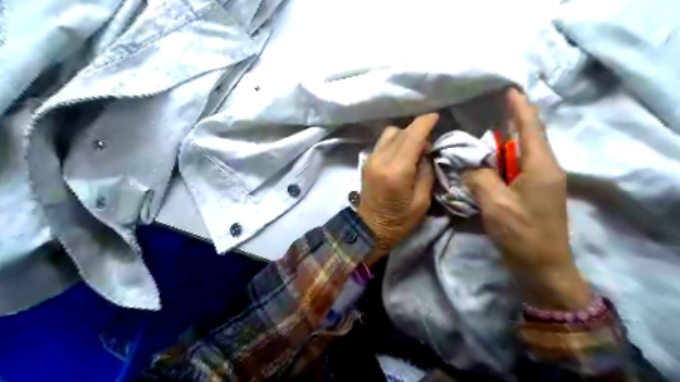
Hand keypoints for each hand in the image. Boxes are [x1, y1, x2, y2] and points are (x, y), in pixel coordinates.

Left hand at [358, 112, 438, 264]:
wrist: (370, 230)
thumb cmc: (400, 221)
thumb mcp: (422, 201)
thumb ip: (426, 171)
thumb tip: (426, 152)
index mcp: (396, 171)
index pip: (412, 137)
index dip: (425, 123)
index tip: (436, 117)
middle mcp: (381, 160)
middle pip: (401, 132)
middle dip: (417, 130)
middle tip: (429, 145)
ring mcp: (371, 160)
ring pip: (389, 134)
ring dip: (405, 135)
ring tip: (415, 149)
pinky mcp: (367, 162)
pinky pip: (382, 142)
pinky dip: (395, 141)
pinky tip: (402, 153)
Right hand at [469, 90, 589, 309]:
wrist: (542, 266)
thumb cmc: (522, 234)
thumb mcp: (495, 204)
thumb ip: (480, 177)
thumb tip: (469, 163)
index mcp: (540, 167)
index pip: (531, 128)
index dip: (520, 108)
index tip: (510, 90)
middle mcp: (545, 169)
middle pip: (528, 138)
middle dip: (512, 122)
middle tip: (490, 110)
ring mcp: (541, 182)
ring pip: (522, 154)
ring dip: (505, 144)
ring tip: (484, 133)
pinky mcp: (534, 194)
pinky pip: (518, 168)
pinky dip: (503, 161)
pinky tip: (489, 162)